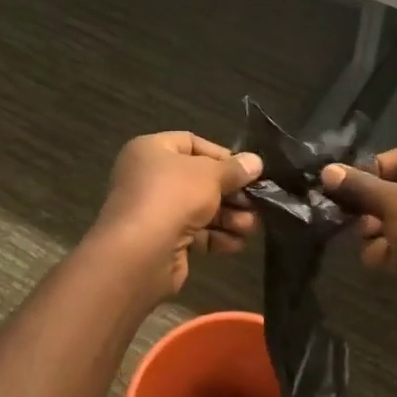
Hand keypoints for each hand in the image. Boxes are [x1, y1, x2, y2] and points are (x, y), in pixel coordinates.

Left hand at [95, 132, 262, 297]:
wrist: (139, 253)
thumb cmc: (173, 197)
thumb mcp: (210, 175)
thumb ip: (234, 169)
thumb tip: (255, 162)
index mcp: (151, 151)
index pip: (191, 143)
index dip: (221, 155)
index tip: (247, 170)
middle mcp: (149, 178)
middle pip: (199, 179)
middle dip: (231, 193)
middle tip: (256, 202)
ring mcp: (154, 211)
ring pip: (199, 208)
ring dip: (229, 217)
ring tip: (251, 226)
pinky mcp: (162, 240)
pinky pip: (194, 233)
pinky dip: (216, 237)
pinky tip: (237, 244)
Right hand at [321, 145, 396, 326]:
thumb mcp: (393, 203)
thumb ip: (359, 187)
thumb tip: (327, 170)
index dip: (376, 167)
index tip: (350, 186)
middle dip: (373, 206)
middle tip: (353, 219)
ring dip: (379, 231)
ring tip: (366, 244)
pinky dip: (394, 251)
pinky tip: (379, 263)